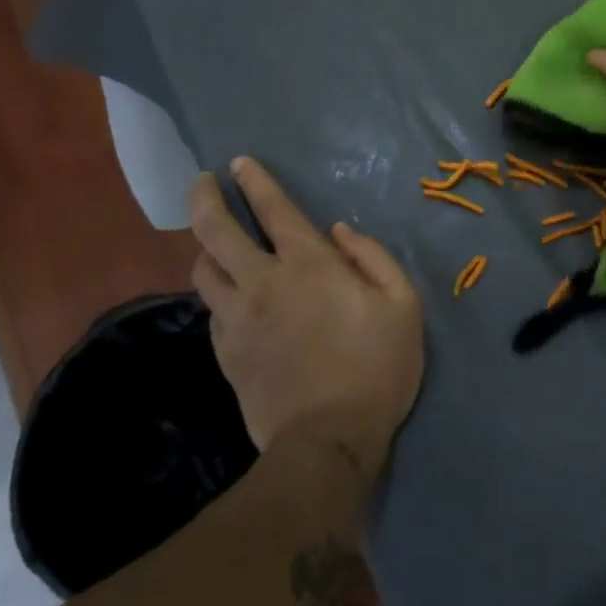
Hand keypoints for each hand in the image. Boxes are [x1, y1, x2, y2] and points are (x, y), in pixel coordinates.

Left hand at [189, 158, 423, 485]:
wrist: (328, 442)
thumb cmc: (376, 366)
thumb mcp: (403, 304)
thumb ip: (373, 257)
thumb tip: (339, 232)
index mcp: (309, 265)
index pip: (273, 209)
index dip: (255, 181)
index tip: (239, 162)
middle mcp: (263, 282)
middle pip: (216, 230)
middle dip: (204, 198)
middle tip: (203, 182)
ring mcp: (238, 320)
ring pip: (203, 270)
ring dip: (206, 248)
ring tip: (215, 243)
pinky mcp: (226, 353)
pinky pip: (212, 311)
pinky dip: (217, 294)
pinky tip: (230, 298)